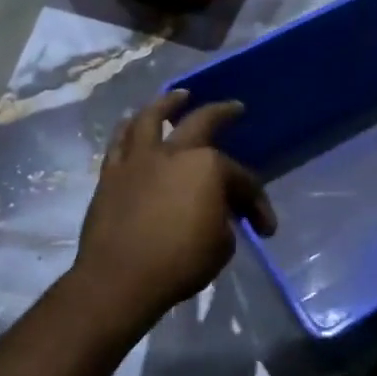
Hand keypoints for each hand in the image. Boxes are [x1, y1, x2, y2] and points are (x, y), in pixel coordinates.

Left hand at [73, 90, 276, 324]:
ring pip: (151, 118)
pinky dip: (129, 128)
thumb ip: (224, 219)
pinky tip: (133, 124)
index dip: (258, 204)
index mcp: (209, 168)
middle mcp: (174, 153)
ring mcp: (139, 160)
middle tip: (235, 108)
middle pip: (202, 123)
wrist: (120, 279)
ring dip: (167, 103)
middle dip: (223, 112)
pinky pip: (119, 142)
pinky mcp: (111, 175)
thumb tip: (214, 213)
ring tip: (178, 95)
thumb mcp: (222, 245)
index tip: (265, 229)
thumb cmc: (181, 263)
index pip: (243, 181)